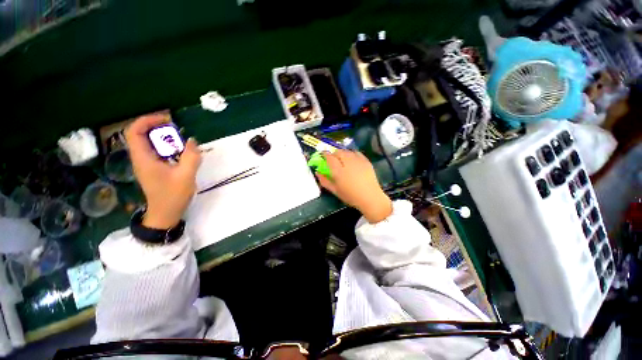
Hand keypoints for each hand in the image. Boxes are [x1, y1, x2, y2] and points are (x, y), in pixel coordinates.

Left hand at [125, 113, 200, 228]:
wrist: (165, 214)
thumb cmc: (173, 196)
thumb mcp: (186, 176)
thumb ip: (191, 157)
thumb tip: (192, 140)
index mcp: (143, 159)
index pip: (134, 132)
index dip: (147, 121)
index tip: (166, 119)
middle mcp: (141, 159)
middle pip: (141, 135)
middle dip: (158, 128)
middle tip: (177, 129)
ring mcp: (146, 164)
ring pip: (150, 143)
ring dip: (164, 138)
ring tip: (181, 140)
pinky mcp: (153, 169)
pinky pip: (157, 152)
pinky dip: (167, 147)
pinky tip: (180, 152)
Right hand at [316, 150, 392, 222]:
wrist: (370, 197)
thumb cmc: (350, 196)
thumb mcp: (335, 190)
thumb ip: (324, 181)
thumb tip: (317, 173)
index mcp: (338, 171)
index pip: (329, 157)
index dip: (324, 154)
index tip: (323, 155)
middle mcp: (347, 163)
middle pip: (338, 152)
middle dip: (334, 153)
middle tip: (333, 159)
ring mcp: (357, 161)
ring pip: (347, 151)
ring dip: (343, 153)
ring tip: (343, 159)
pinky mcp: (366, 161)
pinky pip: (357, 153)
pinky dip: (352, 154)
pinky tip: (352, 159)